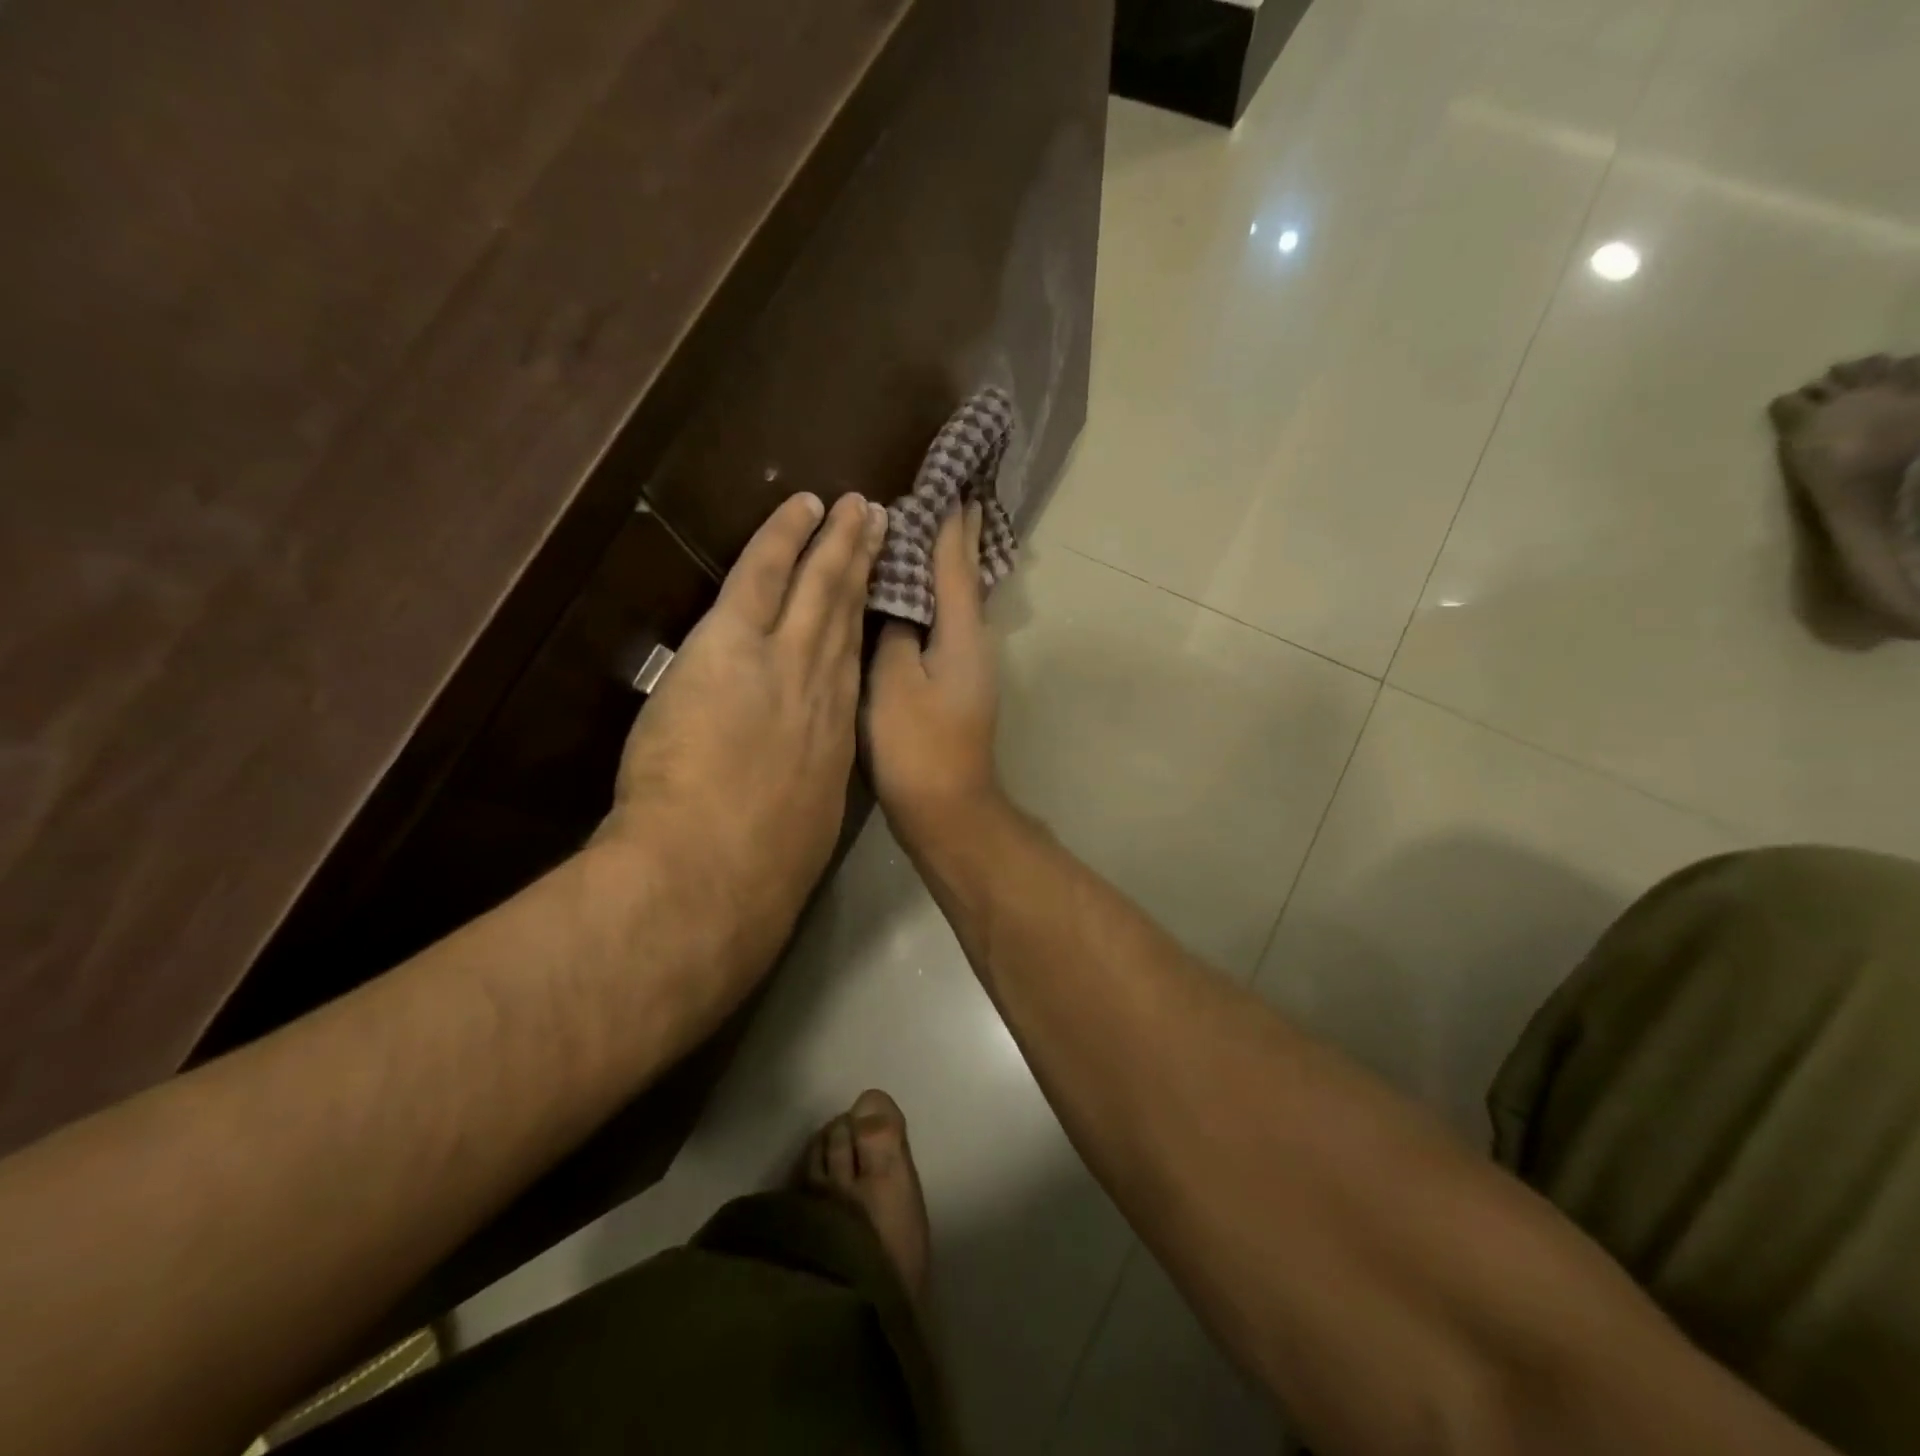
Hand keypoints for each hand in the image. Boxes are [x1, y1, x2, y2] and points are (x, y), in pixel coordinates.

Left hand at [605, 491, 888, 960]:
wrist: (717, 870)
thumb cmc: (758, 868)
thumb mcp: (801, 829)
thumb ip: (802, 792)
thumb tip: (799, 782)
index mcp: (835, 736)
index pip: (852, 666)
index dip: (865, 626)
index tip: (876, 598)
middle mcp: (824, 689)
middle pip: (848, 616)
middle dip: (865, 568)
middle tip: (882, 525)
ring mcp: (785, 661)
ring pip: (818, 588)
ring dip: (837, 544)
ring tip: (856, 508)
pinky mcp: (735, 644)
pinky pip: (763, 574)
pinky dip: (784, 537)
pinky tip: (801, 507)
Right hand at [865, 502, 1003, 850]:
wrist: (947, 808)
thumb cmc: (918, 746)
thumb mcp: (894, 682)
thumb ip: (895, 633)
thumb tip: (899, 603)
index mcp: (962, 632)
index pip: (954, 563)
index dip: (949, 522)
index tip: (949, 483)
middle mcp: (973, 642)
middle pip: (964, 578)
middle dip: (958, 538)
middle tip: (951, 496)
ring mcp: (967, 666)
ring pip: (955, 601)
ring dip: (945, 566)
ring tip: (930, 532)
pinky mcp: (954, 686)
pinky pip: (944, 626)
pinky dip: (934, 601)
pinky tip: (916, 598)